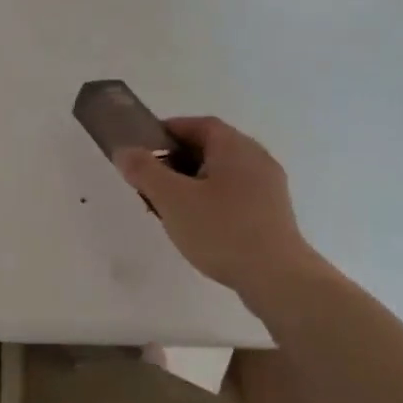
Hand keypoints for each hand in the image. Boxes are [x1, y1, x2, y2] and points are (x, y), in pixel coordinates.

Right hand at [115, 116, 324, 302]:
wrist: (277, 278)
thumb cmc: (222, 230)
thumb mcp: (173, 199)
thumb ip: (145, 171)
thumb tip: (125, 151)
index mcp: (235, 147)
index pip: (199, 125)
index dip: (169, 131)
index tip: (143, 148)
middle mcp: (257, 158)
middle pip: (210, 148)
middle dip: (176, 161)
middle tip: (150, 182)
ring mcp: (269, 187)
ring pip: (222, 174)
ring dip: (192, 183)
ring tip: (169, 208)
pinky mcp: (273, 213)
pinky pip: (235, 195)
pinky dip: (211, 200)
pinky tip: (198, 226)